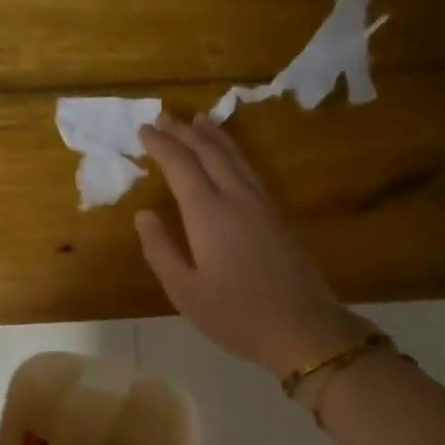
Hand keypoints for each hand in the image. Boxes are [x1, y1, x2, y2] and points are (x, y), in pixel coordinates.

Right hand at [136, 114, 366, 376]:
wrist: (301, 327)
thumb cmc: (235, 315)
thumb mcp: (185, 292)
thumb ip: (160, 250)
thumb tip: (144, 215)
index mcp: (209, 214)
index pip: (181, 166)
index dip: (161, 146)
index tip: (143, 130)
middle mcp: (237, 198)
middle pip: (209, 153)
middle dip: (184, 132)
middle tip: (164, 118)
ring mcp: (262, 204)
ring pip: (235, 157)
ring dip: (213, 136)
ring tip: (197, 121)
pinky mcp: (278, 215)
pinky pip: (250, 169)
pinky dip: (233, 153)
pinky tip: (231, 158)